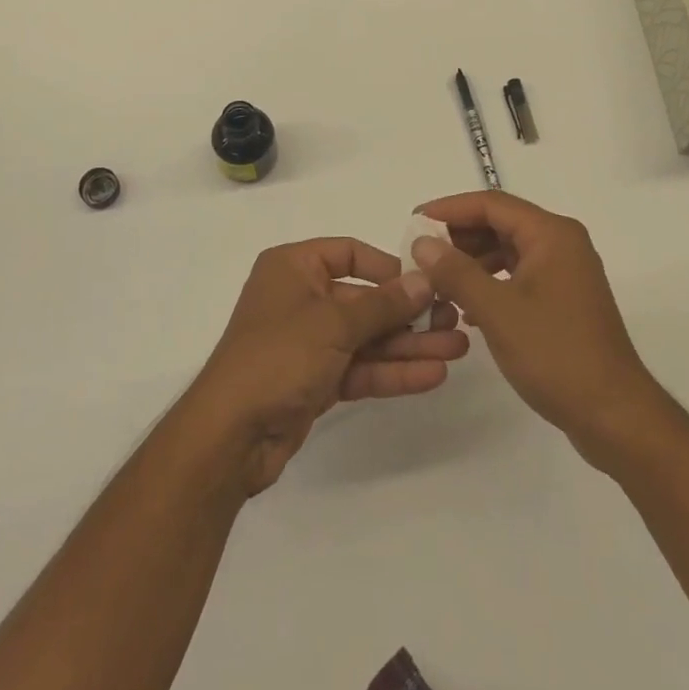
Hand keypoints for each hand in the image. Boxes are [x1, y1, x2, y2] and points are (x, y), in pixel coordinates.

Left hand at [183, 238, 468, 496]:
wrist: (231, 436)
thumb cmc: (278, 356)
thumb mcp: (334, 322)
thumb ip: (383, 304)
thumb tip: (424, 280)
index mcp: (293, 267)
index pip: (348, 253)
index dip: (387, 266)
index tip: (426, 280)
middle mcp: (301, 298)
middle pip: (364, 299)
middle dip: (409, 313)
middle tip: (455, 319)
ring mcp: (309, 342)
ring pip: (368, 337)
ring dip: (409, 344)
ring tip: (457, 349)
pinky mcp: (316, 381)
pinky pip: (361, 367)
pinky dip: (392, 371)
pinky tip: (433, 375)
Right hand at [410, 192, 664, 468]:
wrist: (616, 417)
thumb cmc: (556, 355)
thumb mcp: (498, 311)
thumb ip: (456, 272)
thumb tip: (422, 243)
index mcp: (551, 234)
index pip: (491, 204)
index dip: (449, 209)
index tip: (415, 222)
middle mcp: (561, 243)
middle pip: (500, 223)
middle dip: (459, 237)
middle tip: (421, 255)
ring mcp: (565, 272)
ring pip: (508, 250)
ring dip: (472, 262)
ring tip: (438, 283)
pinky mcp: (563, 300)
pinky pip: (518, 275)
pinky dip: (490, 283)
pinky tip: (466, 308)